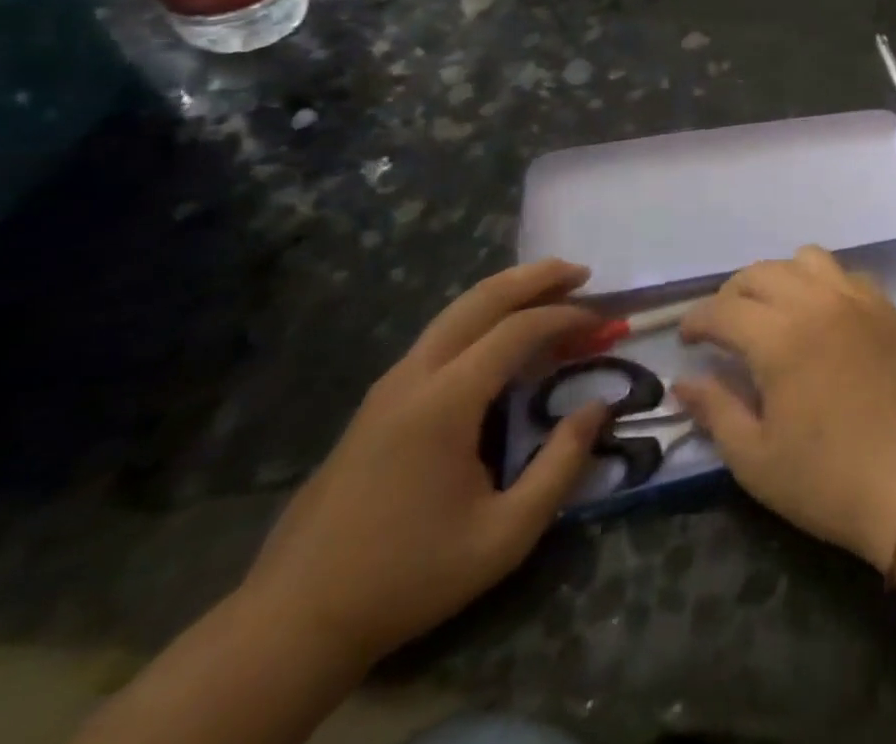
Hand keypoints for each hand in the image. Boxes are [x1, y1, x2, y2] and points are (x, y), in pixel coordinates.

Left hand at [241, 259, 608, 665]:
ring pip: (454, 313)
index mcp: (444, 402)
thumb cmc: (409, 576)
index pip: (517, 331)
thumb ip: (561, 465)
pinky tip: (502, 337)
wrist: (293, 624)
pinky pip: (438, 338)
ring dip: (506, 293)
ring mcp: (388, 388)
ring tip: (550, 290)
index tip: (602, 322)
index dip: (565, 317)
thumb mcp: (505, 534)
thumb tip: (598, 408)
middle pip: (480, 300)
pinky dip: (480, 319)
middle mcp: (414, 377)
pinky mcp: (376, 405)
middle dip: (534, 277)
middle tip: (580, 271)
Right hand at [673, 245, 895, 569]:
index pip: (723, 308)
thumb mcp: (755, 459)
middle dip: (733, 294)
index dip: (696, 320)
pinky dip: (822, 284)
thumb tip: (684, 381)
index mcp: (779, 337)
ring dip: (780, 278)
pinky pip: (846, 275)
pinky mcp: (888, 308)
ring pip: (807, 260)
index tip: (687, 339)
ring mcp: (858, 300)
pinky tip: (822, 316)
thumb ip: (715, 410)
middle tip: (725, 327)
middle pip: (762, 272)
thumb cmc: (827, 478)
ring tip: (774, 312)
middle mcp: (817, 302)